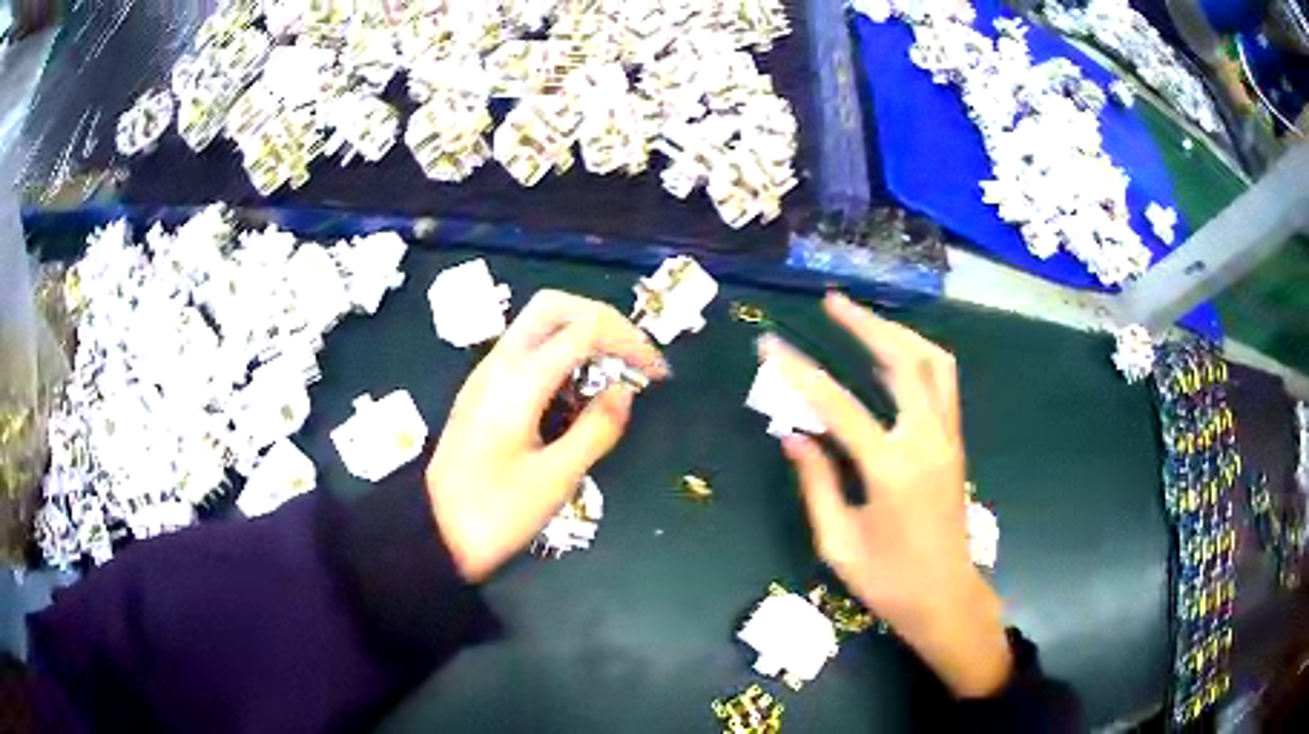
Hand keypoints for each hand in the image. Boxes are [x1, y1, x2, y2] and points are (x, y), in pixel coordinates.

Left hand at [426, 290, 667, 582]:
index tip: (657, 374)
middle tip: (631, 356)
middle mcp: (500, 364)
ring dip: (580, 335)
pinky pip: (526, 350)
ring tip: (610, 376)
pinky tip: (575, 394)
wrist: (434, 531)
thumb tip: (625, 391)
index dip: (629, 342)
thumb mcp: (556, 478)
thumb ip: (597, 429)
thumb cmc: (495, 512)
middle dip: (601, 320)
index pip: (584, 330)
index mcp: (519, 381)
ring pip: (538, 324)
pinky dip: (560, 355)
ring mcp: (487, 374)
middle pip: (554, 306)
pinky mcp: (484, 390)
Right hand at [763, 292, 1011, 697]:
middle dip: (866, 324)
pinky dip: (917, 357)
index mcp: (892, 470)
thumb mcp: (838, 542)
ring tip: (865, 320)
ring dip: (899, 333)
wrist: (945, 597)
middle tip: (833, 302)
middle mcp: (927, 441)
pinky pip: (942, 382)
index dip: (801, 373)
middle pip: (904, 360)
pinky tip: (892, 356)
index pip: (840, 406)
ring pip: (934, 362)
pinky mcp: (954, 442)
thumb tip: (793, 435)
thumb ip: (816, 482)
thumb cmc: (888, 581)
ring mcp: (948, 438)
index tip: (770, 346)